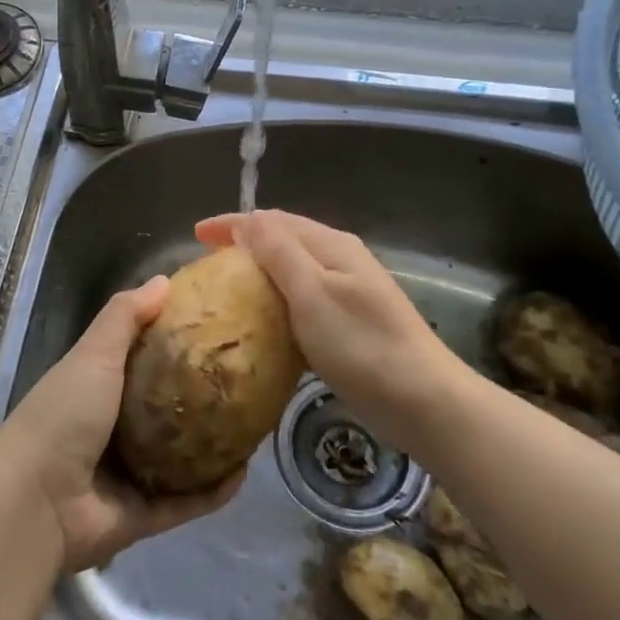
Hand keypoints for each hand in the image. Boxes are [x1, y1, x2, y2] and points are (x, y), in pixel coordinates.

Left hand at [0, 276, 243, 572]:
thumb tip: (164, 280)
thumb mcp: (93, 352)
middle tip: (246, 375)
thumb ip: (125, 316)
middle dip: (203, 394)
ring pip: (182, 456)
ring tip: (256, 421)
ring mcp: (130, 473)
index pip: (143, 358)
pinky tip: (247, 470)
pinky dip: (215, 490)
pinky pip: (188, 501)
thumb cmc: (64, 414)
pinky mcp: (144, 514)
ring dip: (214, 443)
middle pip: (167, 406)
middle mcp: (115, 428)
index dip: (175, 341)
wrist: (37, 501)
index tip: (216, 325)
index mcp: (99, 386)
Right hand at [195, 210, 466, 445]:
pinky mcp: (350, 322)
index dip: (233, 224)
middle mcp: (340, 259)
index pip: (273, 221)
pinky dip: (277, 300)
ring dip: (259, 271)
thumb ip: (279, 252)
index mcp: (331, 245)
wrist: (423, 400)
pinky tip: (264, 321)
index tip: (196, 235)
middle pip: (284, 239)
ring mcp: (349, 291)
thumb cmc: (361, 344)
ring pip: (293, 269)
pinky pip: (303, 298)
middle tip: (207, 261)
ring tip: (228, 288)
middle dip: (243, 243)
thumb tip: (248, 219)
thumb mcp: (312, 293)